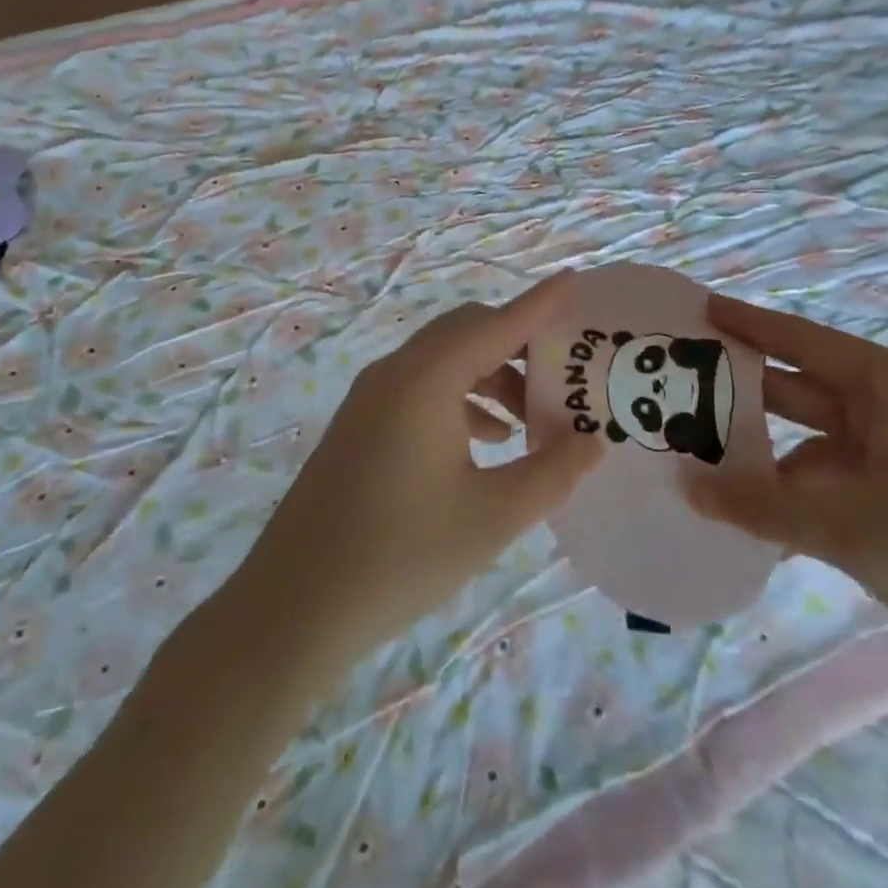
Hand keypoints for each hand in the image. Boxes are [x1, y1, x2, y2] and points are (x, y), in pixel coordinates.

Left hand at [236, 275, 600, 669]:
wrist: (294, 606)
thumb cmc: (402, 555)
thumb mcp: (493, 516)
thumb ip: (552, 472)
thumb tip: (594, 441)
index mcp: (428, 379)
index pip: (498, 325)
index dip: (540, 304)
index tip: (574, 282)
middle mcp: (396, 373)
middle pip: (467, 332)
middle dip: (517, 343)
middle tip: (562, 374)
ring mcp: (370, 397)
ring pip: (443, 361)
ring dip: (490, 375)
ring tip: (529, 420)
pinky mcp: (359, 424)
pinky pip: (420, 388)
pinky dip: (460, 398)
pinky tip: (485, 441)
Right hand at [684, 294, 887, 698]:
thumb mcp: (855, 532)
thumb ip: (763, 507)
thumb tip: (685, 486)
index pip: (805, 341)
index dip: (749, 323)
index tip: (698, 310)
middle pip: (804, 387)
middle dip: (743, 391)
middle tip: (675, 388)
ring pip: (814, 439)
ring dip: (764, 452)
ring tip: (697, 456)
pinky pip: (834, 478)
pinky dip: (795, 491)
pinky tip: (750, 511)